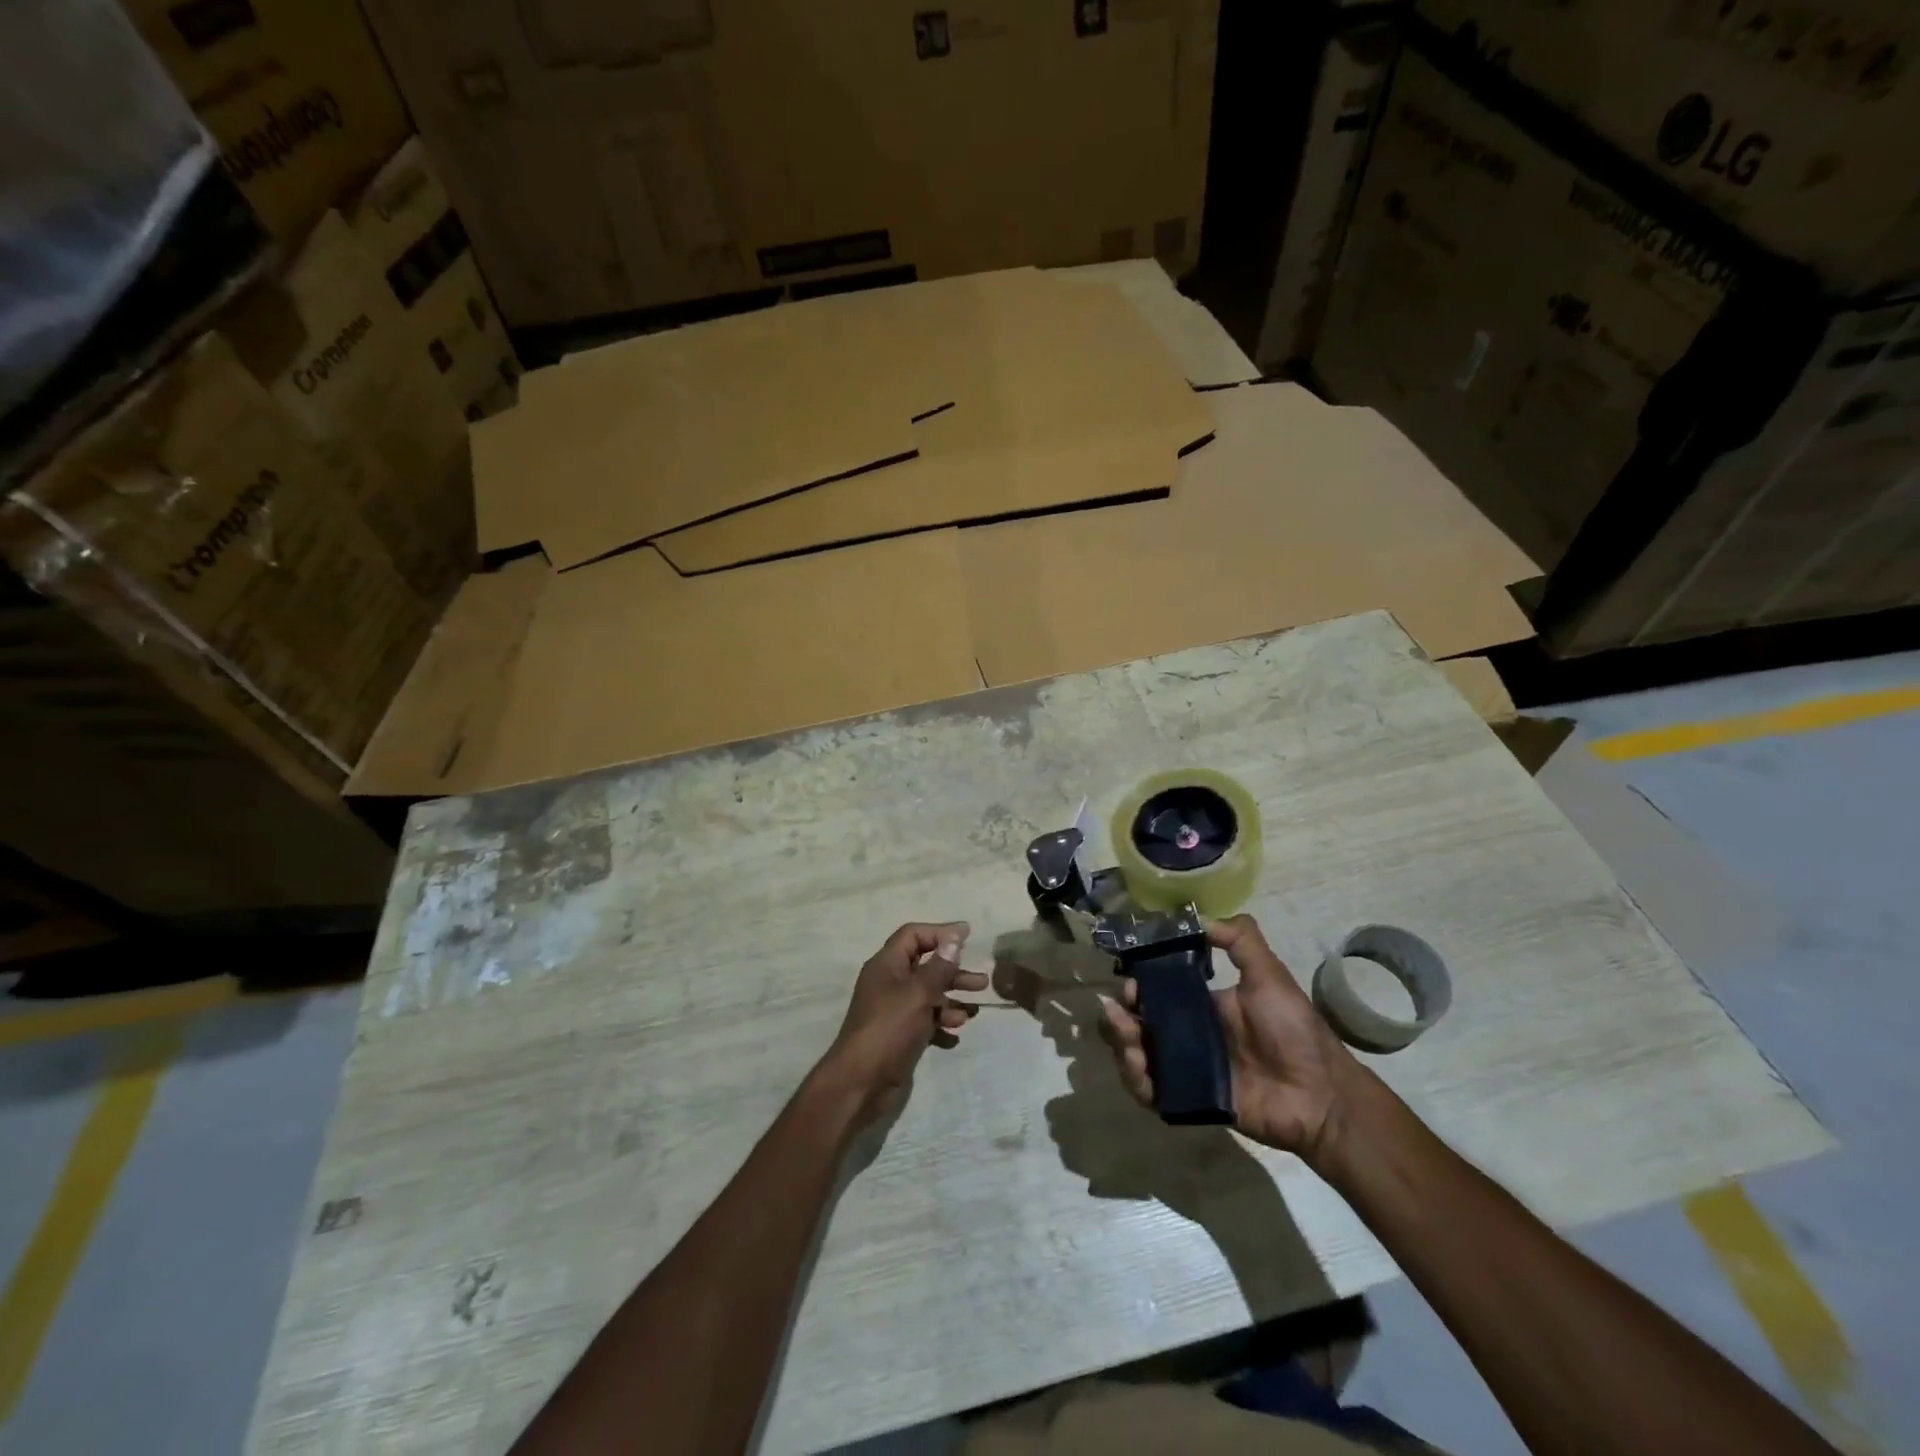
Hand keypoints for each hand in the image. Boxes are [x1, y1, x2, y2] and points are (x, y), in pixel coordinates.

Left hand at [816, 922, 987, 1124]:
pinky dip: (940, 1026)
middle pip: (925, 967)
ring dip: (951, 1002)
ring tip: (973, 1013)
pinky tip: (954, 1037)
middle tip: (982, 982)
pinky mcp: (898, 1035)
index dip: (940, 932)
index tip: (968, 936)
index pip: (913, 935)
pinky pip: (924, 1023)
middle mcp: (889, 983)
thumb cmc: (889, 1029)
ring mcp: (893, 1011)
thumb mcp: (918, 994)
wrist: (860, 1083)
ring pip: (928, 997)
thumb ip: (939, 967)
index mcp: (887, 965)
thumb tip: (953, 938)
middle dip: (954, 973)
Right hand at [1099, 914, 1364, 1166]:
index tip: (1130, 983)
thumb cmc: (1294, 1031)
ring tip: (1129, 1042)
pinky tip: (1138, 1068)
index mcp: (1201, 1005)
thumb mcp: (1269, 975)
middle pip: (1138, 1023)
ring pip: (1137, 1054)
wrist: (1320, 1094)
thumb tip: (1200, 917)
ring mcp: (1186, 1068)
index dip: (1137, 987)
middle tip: (1120, 1013)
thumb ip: (1241, 940)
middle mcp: (1187, 1035)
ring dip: (1122, 1045)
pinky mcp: (1188, 1099)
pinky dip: (1136, 1080)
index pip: (1155, 992)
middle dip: (1120, 1017)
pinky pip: (1151, 1091)